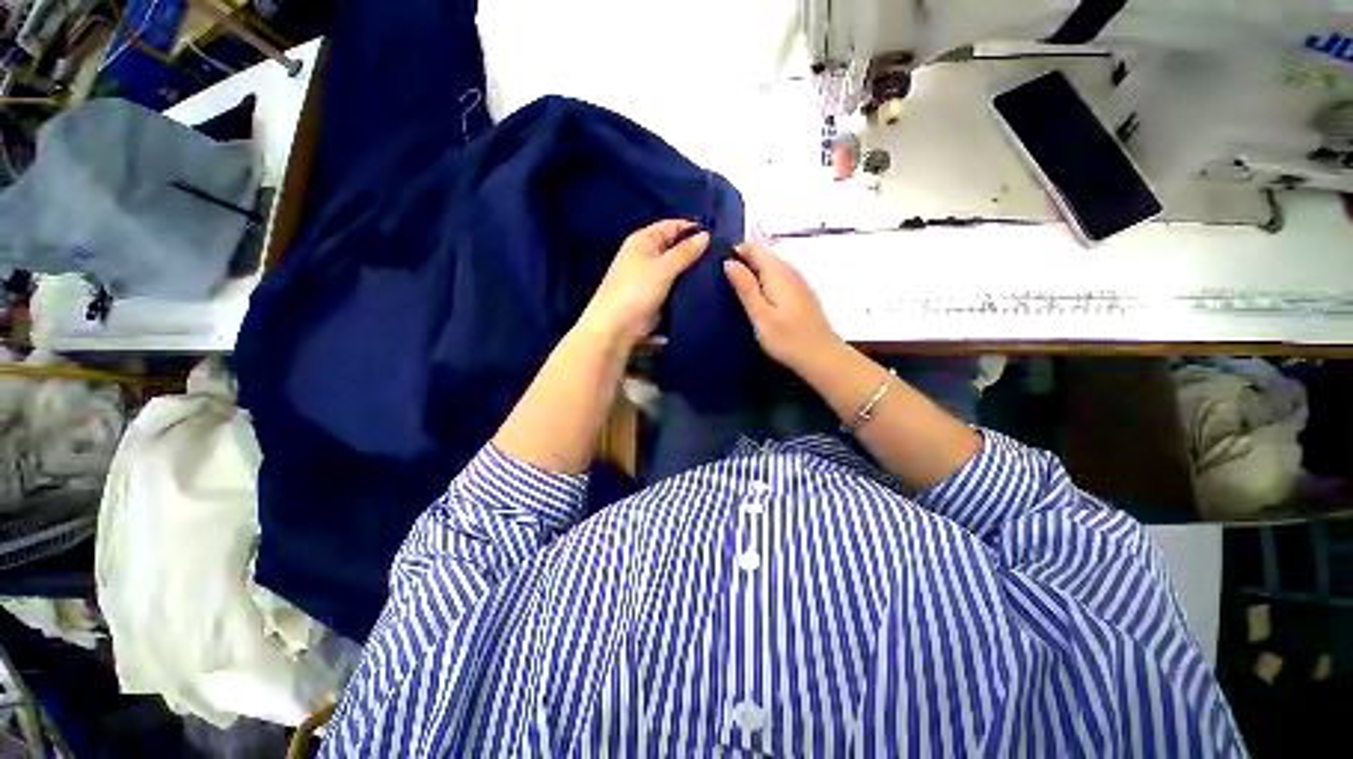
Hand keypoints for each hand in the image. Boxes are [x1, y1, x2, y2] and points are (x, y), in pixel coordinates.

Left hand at [578, 219, 709, 350]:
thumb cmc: (635, 292)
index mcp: (644, 241)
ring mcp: (652, 278)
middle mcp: (647, 256)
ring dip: (694, 273)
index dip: (694, 230)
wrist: (616, 329)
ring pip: (678, 270)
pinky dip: (688, 288)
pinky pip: (676, 287)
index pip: (673, 226)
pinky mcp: (657, 297)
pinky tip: (706, 290)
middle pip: (677, 248)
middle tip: (722, 259)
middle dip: (697, 253)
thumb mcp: (662, 268)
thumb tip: (706, 236)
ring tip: (719, 273)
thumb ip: (685, 252)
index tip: (719, 240)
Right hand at [724, 242, 840, 372]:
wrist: (822, 357)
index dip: (734, 253)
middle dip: (742, 264)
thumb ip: (745, 287)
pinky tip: (757, 303)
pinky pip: (778, 279)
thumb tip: (728, 262)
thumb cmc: (788, 339)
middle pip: (762, 256)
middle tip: (723, 285)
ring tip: (736, 294)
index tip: (718, 270)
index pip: (753, 247)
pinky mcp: (801, 294)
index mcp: (778, 272)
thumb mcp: (760, 316)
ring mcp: (798, 282)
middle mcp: (790, 271)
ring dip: (753, 275)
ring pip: (770, 268)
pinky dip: (764, 284)